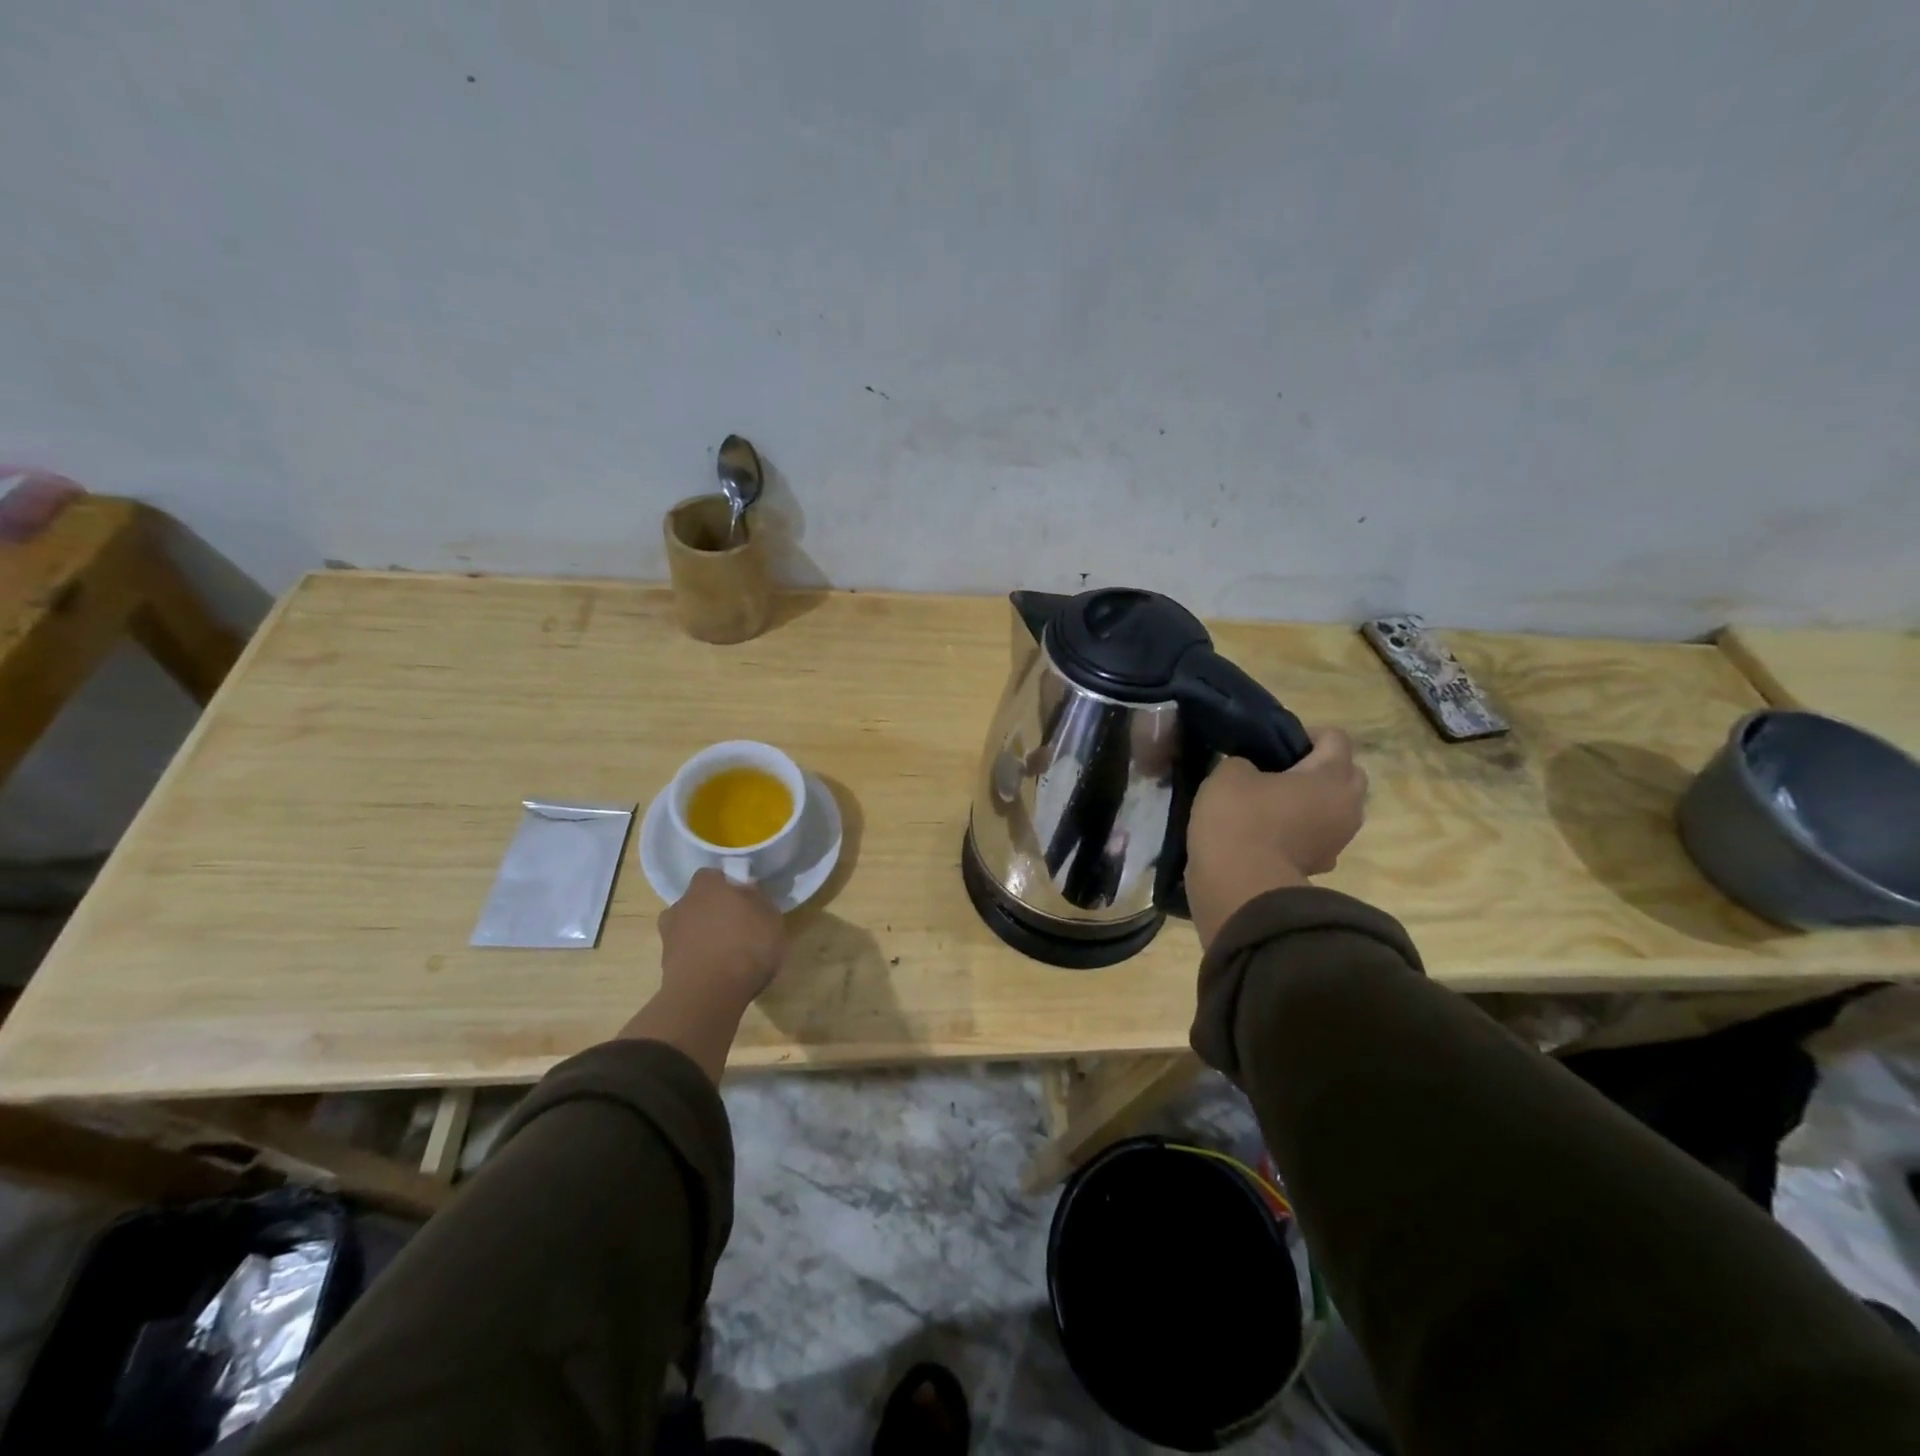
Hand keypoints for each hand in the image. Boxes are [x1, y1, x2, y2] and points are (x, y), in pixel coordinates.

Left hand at [621, 869, 786, 1081]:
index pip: (713, 876)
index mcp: (707, 886)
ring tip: (726, 953)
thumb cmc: (745, 945)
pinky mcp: (665, 966)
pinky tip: (717, 972)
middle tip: (737, 926)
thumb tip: (748, 890)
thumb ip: (758, 900)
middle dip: (713, 911)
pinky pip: (686, 954)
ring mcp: (669, 936)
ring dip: (703, 936)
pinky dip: (699, 959)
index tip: (744, 899)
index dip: (728, 885)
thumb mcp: (771, 918)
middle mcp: (682, 904)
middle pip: (698, 902)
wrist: (708, 994)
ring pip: (689, 928)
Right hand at [1185, 729, 1368, 947]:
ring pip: (1334, 809)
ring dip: (1311, 803)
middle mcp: (1347, 806)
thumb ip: (1244, 762)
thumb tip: (1251, 772)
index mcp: (1332, 775)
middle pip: (1346, 774)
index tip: (1274, 743)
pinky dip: (1300, 832)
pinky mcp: (1321, 867)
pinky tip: (1268, 835)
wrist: (1239, 886)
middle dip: (1319, 768)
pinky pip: (1317, 837)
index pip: (1335, 738)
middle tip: (1279, 771)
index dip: (1305, 734)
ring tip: (1271, 804)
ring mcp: (1338, 841)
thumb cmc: (1239, 819)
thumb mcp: (1228, 774)